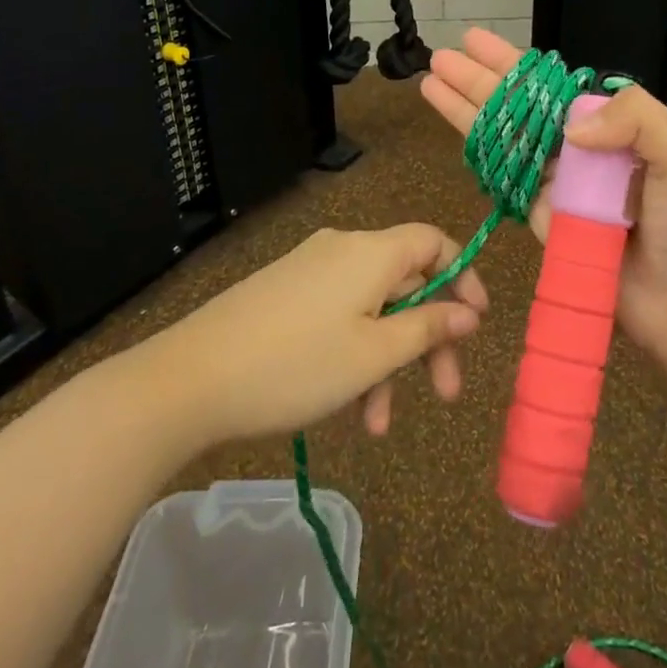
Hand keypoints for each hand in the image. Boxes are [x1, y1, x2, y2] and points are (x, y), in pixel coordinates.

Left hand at [158, 224, 488, 443]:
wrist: (190, 380)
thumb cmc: (296, 365)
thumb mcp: (373, 354)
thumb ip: (428, 329)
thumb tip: (468, 313)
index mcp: (370, 252)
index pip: (433, 242)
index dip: (462, 276)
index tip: (476, 322)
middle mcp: (343, 250)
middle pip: (405, 282)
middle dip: (428, 339)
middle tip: (446, 395)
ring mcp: (311, 272)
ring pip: (372, 310)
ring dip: (386, 362)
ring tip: (377, 425)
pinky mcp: (286, 296)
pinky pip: (339, 318)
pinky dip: (354, 356)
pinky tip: (347, 410)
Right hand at [421, 28, 666, 380]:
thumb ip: (635, 118)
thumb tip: (569, 127)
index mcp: (615, 126)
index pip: (554, 85)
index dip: (513, 64)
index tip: (477, 41)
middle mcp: (582, 150)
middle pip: (519, 107)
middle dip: (478, 81)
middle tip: (440, 56)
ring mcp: (559, 185)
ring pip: (504, 138)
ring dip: (467, 111)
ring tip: (431, 83)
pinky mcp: (543, 221)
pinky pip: (507, 181)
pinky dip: (480, 155)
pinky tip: (455, 133)